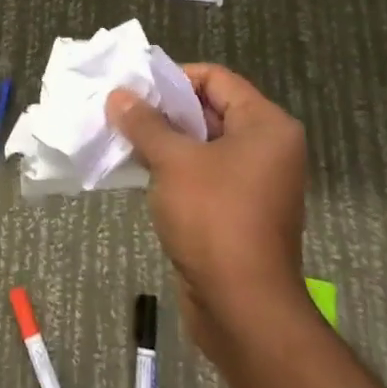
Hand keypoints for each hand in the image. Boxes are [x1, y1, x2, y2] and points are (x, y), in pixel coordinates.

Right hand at [107, 63, 308, 361]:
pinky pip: (204, 175)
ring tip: (124, 138)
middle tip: (122, 111)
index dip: (173, 78)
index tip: (135, 88)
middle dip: (164, 110)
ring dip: (165, 141)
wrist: (244, 310)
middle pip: (210, 109)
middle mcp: (268, 148)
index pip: (216, 78)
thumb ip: (145, 123)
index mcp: (266, 125)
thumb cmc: (214, 219)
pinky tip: (140, 171)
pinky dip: (174, 169)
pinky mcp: (240, 211)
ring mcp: (256, 182)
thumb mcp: (173, 162)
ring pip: (203, 144)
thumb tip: (118, 95)